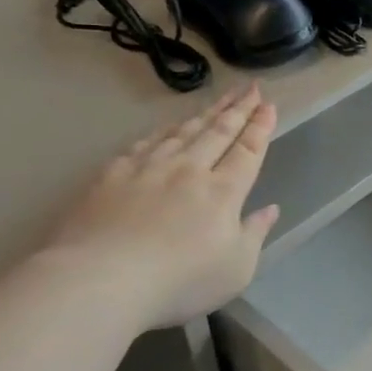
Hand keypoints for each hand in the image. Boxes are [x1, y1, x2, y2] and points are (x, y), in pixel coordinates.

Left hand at [42, 85, 279, 330]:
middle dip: (238, 109)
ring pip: (183, 132)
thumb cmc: (179, 282)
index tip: (268, 106)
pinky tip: (167, 126)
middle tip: (250, 88)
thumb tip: (270, 209)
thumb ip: (254, 234)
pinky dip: (163, 130)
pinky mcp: (113, 175)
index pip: (247, 151)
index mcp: (223, 192)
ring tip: (218, 99)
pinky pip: (145, 143)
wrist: (101, 280)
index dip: (260, 127)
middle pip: (218, 132)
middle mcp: (189, 170)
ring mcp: (148, 168)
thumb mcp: (236, 269)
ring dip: (205, 113)